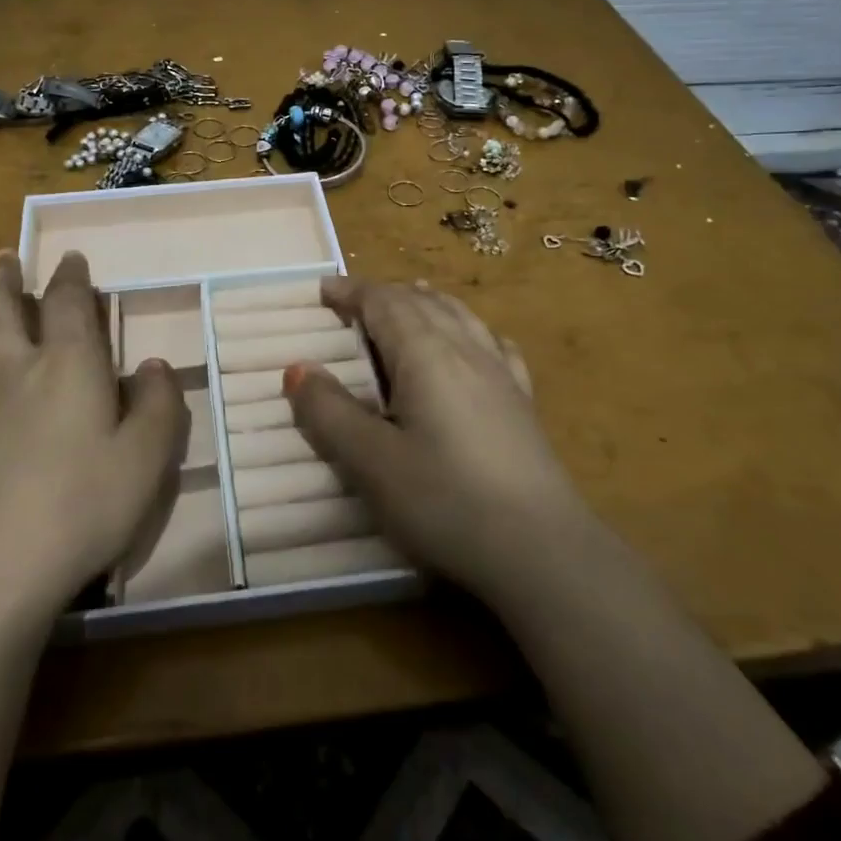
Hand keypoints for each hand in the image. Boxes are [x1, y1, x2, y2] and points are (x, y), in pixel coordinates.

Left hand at [0, 251, 189, 617]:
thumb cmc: (81, 507)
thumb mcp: (146, 460)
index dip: (70, 275)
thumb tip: (155, 366)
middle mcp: (14, 367)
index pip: (67, 302)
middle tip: (7, 259)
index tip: (71, 258)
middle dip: (5, 277)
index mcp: (68, 364)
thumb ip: (160, 406)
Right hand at [284, 277, 586, 610]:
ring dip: (427, 302)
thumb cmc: (444, 501)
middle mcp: (465, 349)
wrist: (542, 550)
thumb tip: (298, 368)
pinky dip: (471, 329)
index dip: (351, 292)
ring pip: (460, 317)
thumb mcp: (370, 462)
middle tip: (352, 301)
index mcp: (425, 354)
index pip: (383, 303)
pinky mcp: (522, 403)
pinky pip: (494, 345)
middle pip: (422, 303)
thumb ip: (329, 412)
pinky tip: (478, 341)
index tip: (322, 289)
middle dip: (384, 294)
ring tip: (412, 297)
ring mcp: (501, 374)